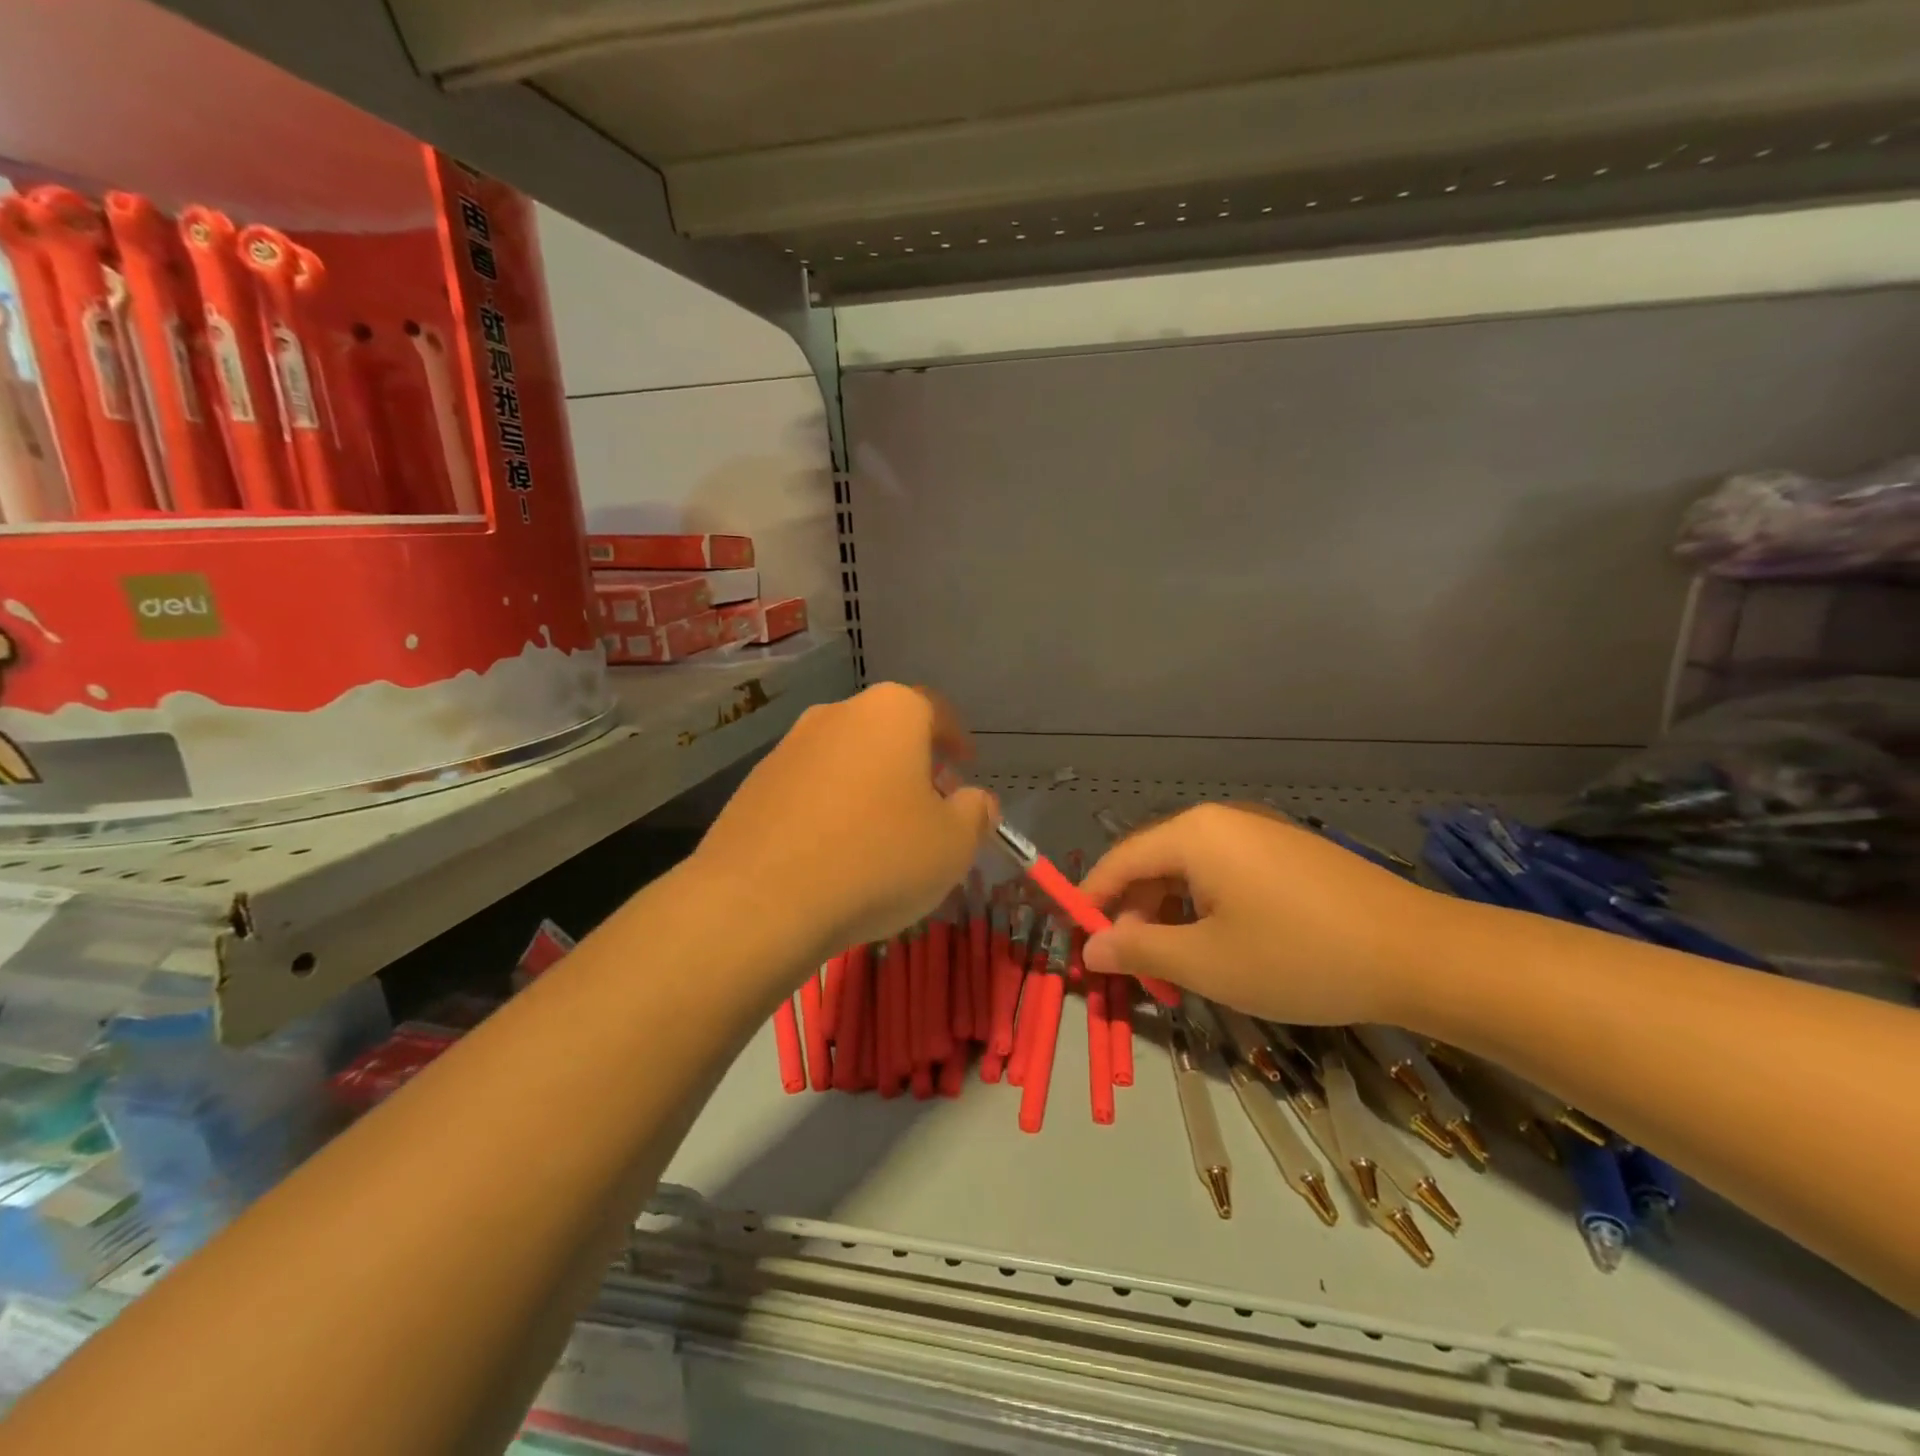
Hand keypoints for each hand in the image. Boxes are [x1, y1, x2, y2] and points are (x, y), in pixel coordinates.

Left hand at [690, 682, 996, 959]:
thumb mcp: (953, 844)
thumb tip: (977, 801)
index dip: (957, 739)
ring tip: (881, 835)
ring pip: (846, 759)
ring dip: (870, 786)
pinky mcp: (754, 784)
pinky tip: (833, 852)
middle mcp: (837, 714)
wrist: (760, 900)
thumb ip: (976, 814)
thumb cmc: (877, 858)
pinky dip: (830, 808)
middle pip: (888, 732)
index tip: (966, 765)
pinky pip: (810, 788)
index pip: (936, 711)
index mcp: (892, 713)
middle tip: (929, 805)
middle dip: (914, 764)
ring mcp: (789, 747)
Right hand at [1078, 803, 1456, 1025]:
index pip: (1119, 861)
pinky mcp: (1289, 853)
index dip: (1092, 902)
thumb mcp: (1206, 963)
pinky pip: (1227, 874)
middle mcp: (1221, 821)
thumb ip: (1137, 950)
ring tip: (1179, 966)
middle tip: (1136, 969)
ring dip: (1172, 916)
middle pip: (1154, 863)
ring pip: (1191, 872)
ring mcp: (1260, 832)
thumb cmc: (1298, 957)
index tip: (1078, 943)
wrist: (1421, 955)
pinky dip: (1208, 909)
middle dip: (1135, 915)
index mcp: (1193, 833)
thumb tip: (1090, 947)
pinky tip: (1223, 947)